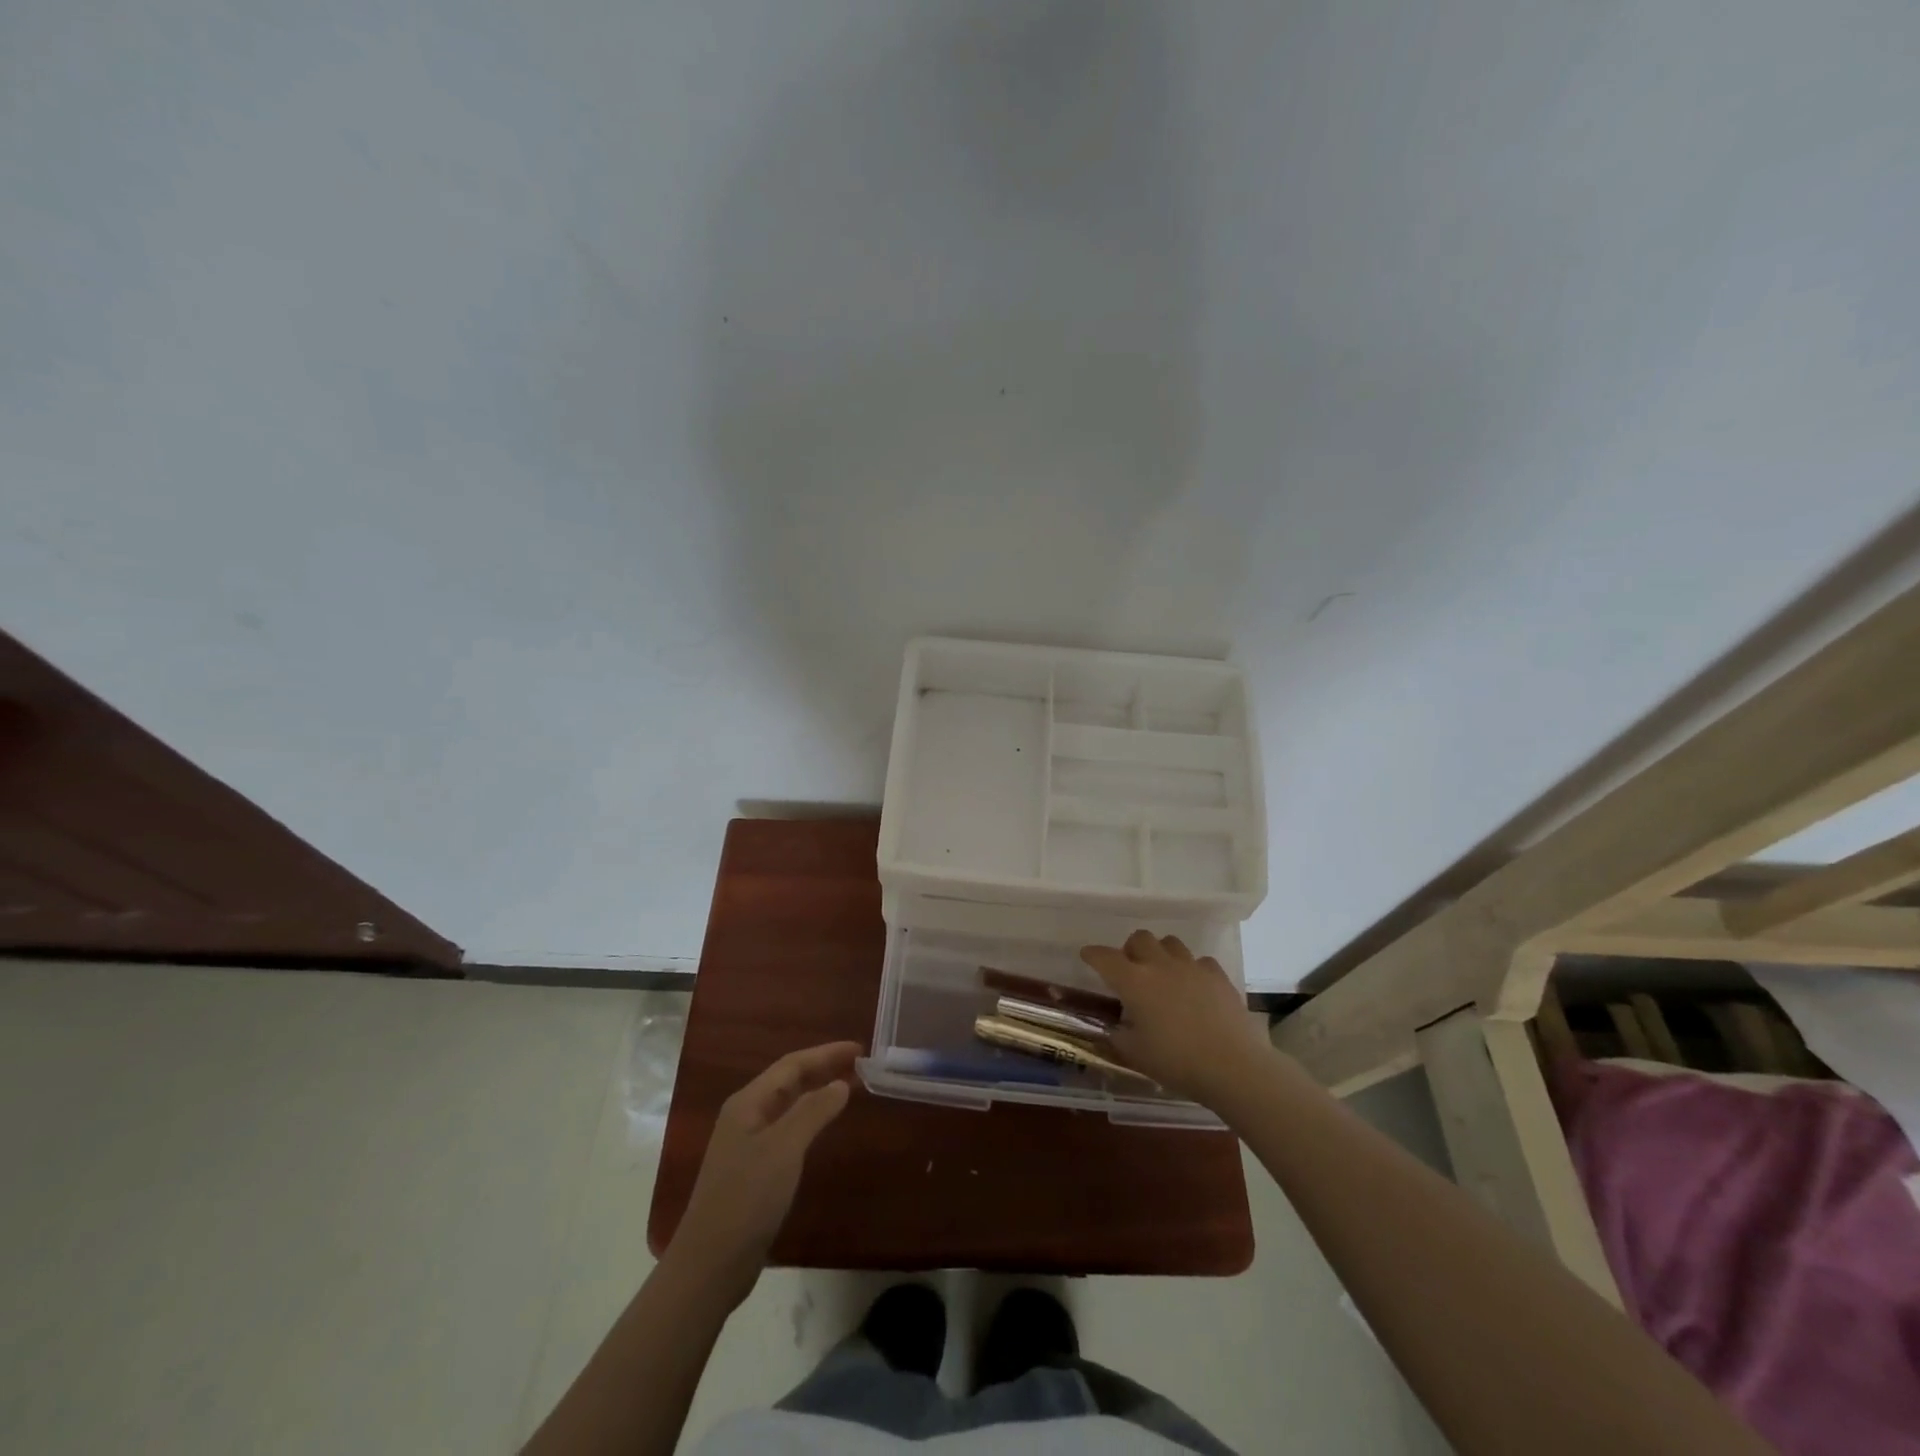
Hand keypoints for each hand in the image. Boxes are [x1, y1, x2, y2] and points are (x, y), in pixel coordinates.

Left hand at [667, 1041, 858, 1305]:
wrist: (711, 1264)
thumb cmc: (747, 1197)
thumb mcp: (784, 1148)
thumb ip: (814, 1111)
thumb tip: (841, 1083)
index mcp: (748, 1102)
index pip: (792, 1064)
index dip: (826, 1053)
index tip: (859, 1049)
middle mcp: (745, 1115)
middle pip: (788, 1080)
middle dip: (822, 1068)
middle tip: (858, 1065)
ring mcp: (748, 1143)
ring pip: (788, 1105)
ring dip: (817, 1092)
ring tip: (848, 1088)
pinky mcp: (754, 1170)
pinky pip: (787, 1129)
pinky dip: (809, 1119)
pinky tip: (823, 1127)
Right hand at [1080, 931, 1270, 1104]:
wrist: (1233, 1066)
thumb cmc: (1176, 1062)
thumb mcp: (1135, 1054)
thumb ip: (1117, 1036)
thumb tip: (1113, 1028)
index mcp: (1134, 981)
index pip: (1104, 957)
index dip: (1092, 955)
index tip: (1087, 956)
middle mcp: (1160, 965)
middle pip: (1139, 938)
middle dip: (1129, 950)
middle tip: (1130, 970)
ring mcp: (1191, 967)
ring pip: (1169, 942)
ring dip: (1160, 953)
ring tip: (1162, 975)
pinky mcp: (1217, 975)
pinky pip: (1199, 961)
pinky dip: (1191, 969)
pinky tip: (1194, 987)